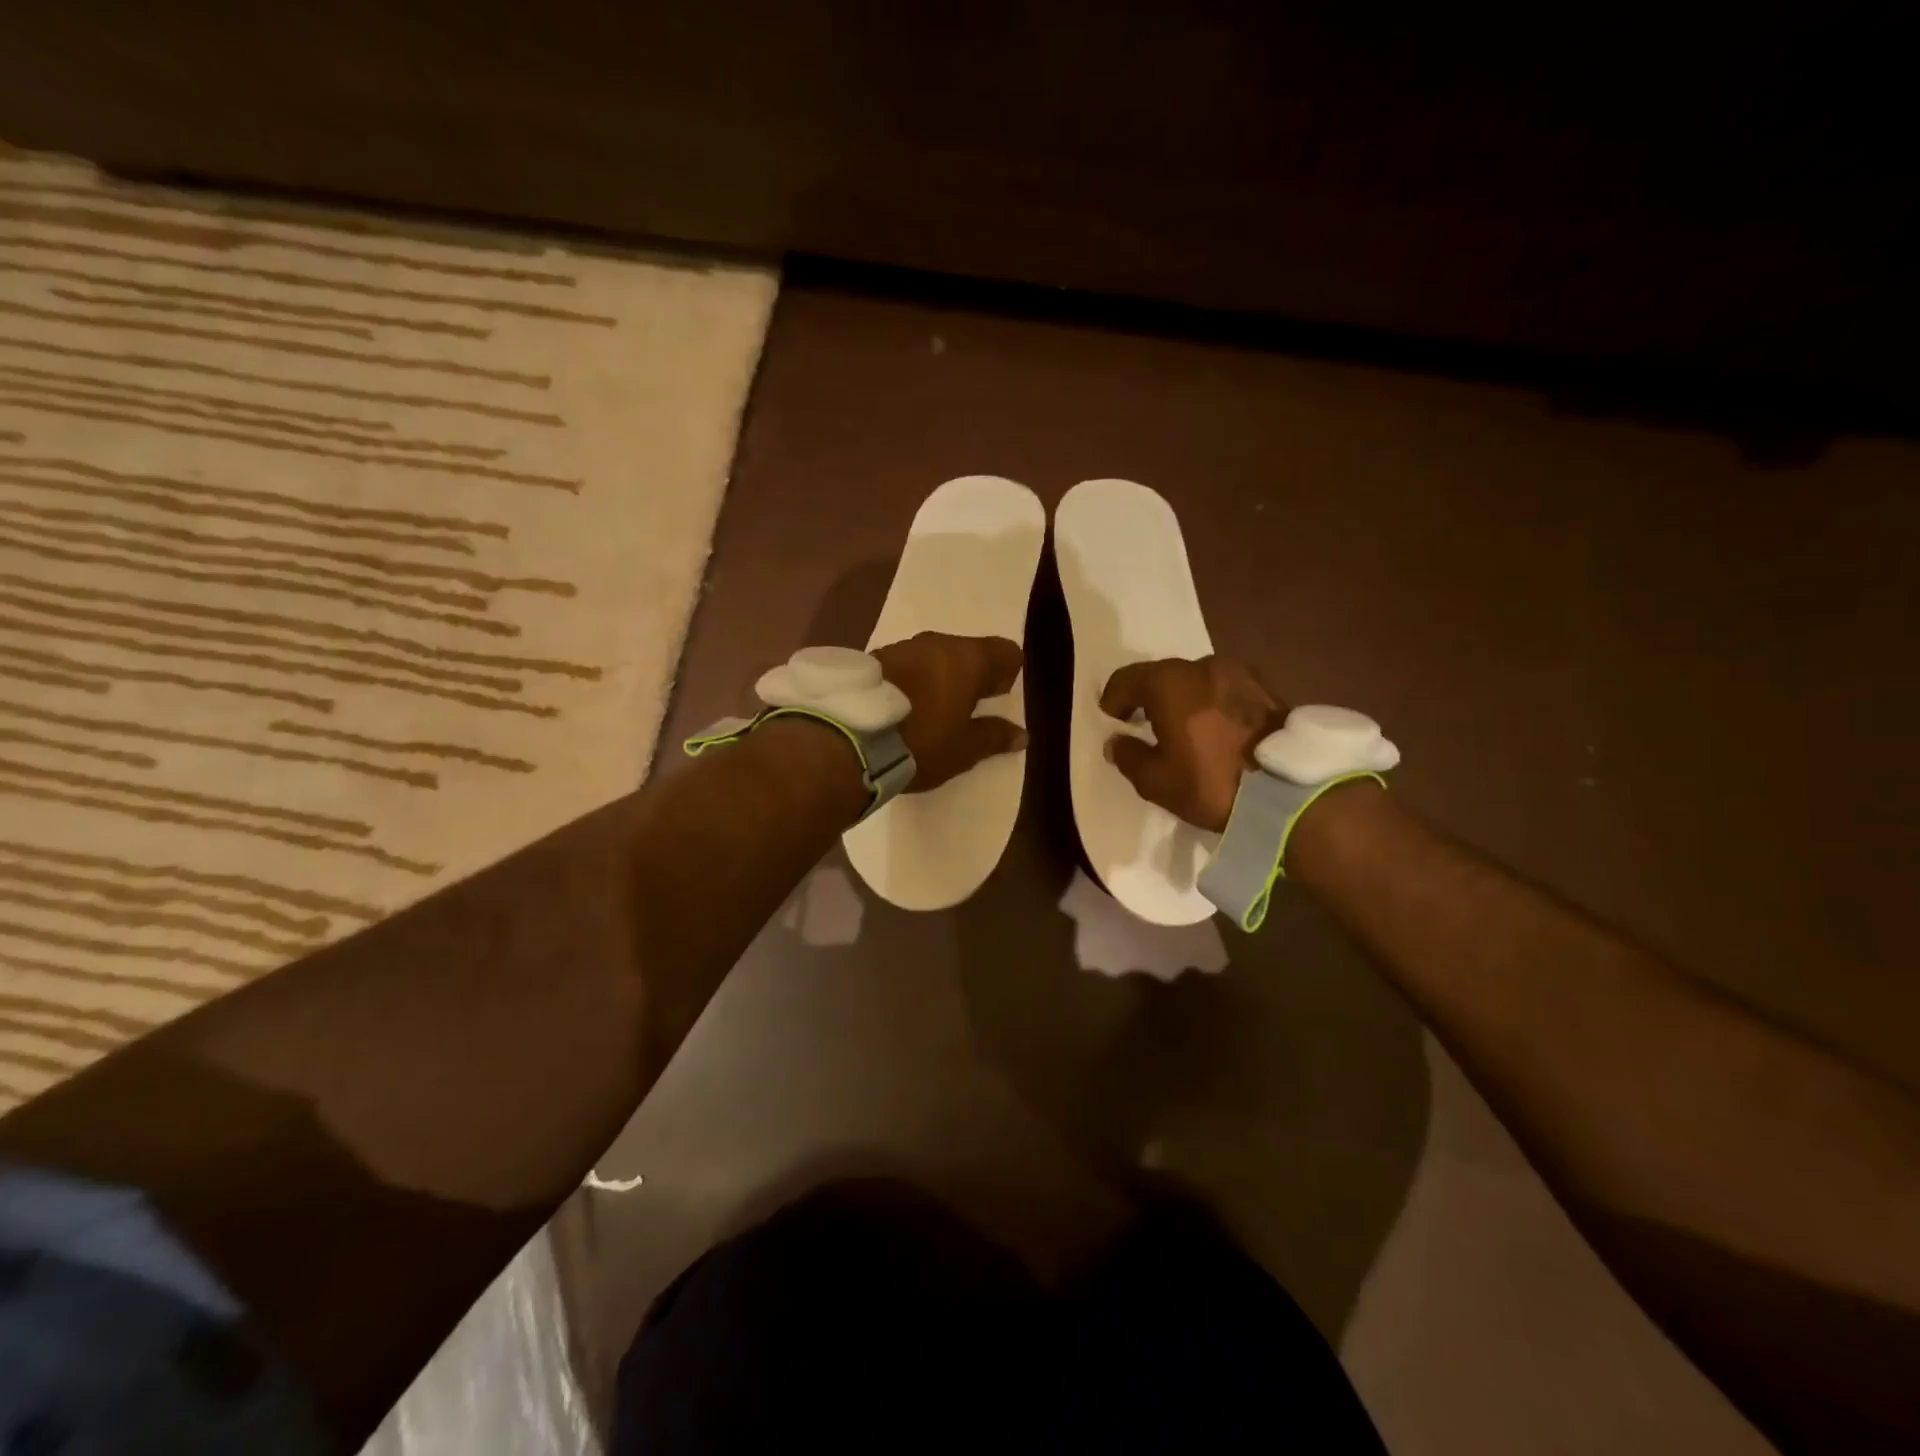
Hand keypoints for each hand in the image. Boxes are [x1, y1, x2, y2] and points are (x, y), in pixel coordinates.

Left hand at [874, 632, 1026, 791]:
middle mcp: (937, 643)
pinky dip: (911, 681)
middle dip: (970, 677)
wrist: (848, 740)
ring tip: (929, 711)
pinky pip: (906, 665)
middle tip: (964, 711)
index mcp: (968, 658)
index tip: (995, 701)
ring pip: (934, 657)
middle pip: (968, 652)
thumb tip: (1021, 734)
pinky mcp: (872, 658)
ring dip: (938, 678)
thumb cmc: (921, 743)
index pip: (1005, 651)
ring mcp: (902, 647)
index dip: (1006, 675)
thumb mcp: (964, 749)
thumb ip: (995, 737)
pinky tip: (901, 708)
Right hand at [1099, 655, 1288, 831]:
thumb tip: (1117, 742)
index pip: (1127, 679)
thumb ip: (1129, 756)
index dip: (1114, 698)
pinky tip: (1212, 727)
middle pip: (1163, 675)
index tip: (1112, 718)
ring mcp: (1240, 673)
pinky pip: (1224, 690)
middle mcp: (1203, 665)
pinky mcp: (1267, 688)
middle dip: (1149, 696)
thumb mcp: (1156, 781)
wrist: (1290, 793)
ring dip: (1183, 698)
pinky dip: (1211, 703)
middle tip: (1143, 722)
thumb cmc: (1211, 783)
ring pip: (1197, 680)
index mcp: (1169, 682)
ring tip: (1182, 726)